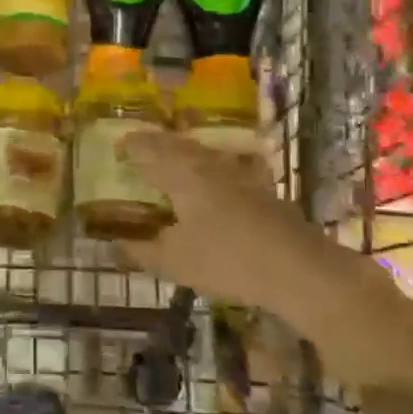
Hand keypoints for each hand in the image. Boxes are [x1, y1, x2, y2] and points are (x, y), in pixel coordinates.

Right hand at [115, 130, 412, 390]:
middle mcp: (208, 164)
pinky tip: (214, 180)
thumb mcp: (175, 262)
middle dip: (154, 146)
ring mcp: (239, 173)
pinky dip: (209, 169)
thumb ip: (141, 251)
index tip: (115, 148)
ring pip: (202, 154)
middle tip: (138, 151)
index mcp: (182, 173)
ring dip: (182, 154)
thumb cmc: (228, 260)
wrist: (300, 268)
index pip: (148, 149)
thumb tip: (113, 245)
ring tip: (169, 163)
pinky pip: (224, 167)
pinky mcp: (260, 188)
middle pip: (176, 145)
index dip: (130, 147)